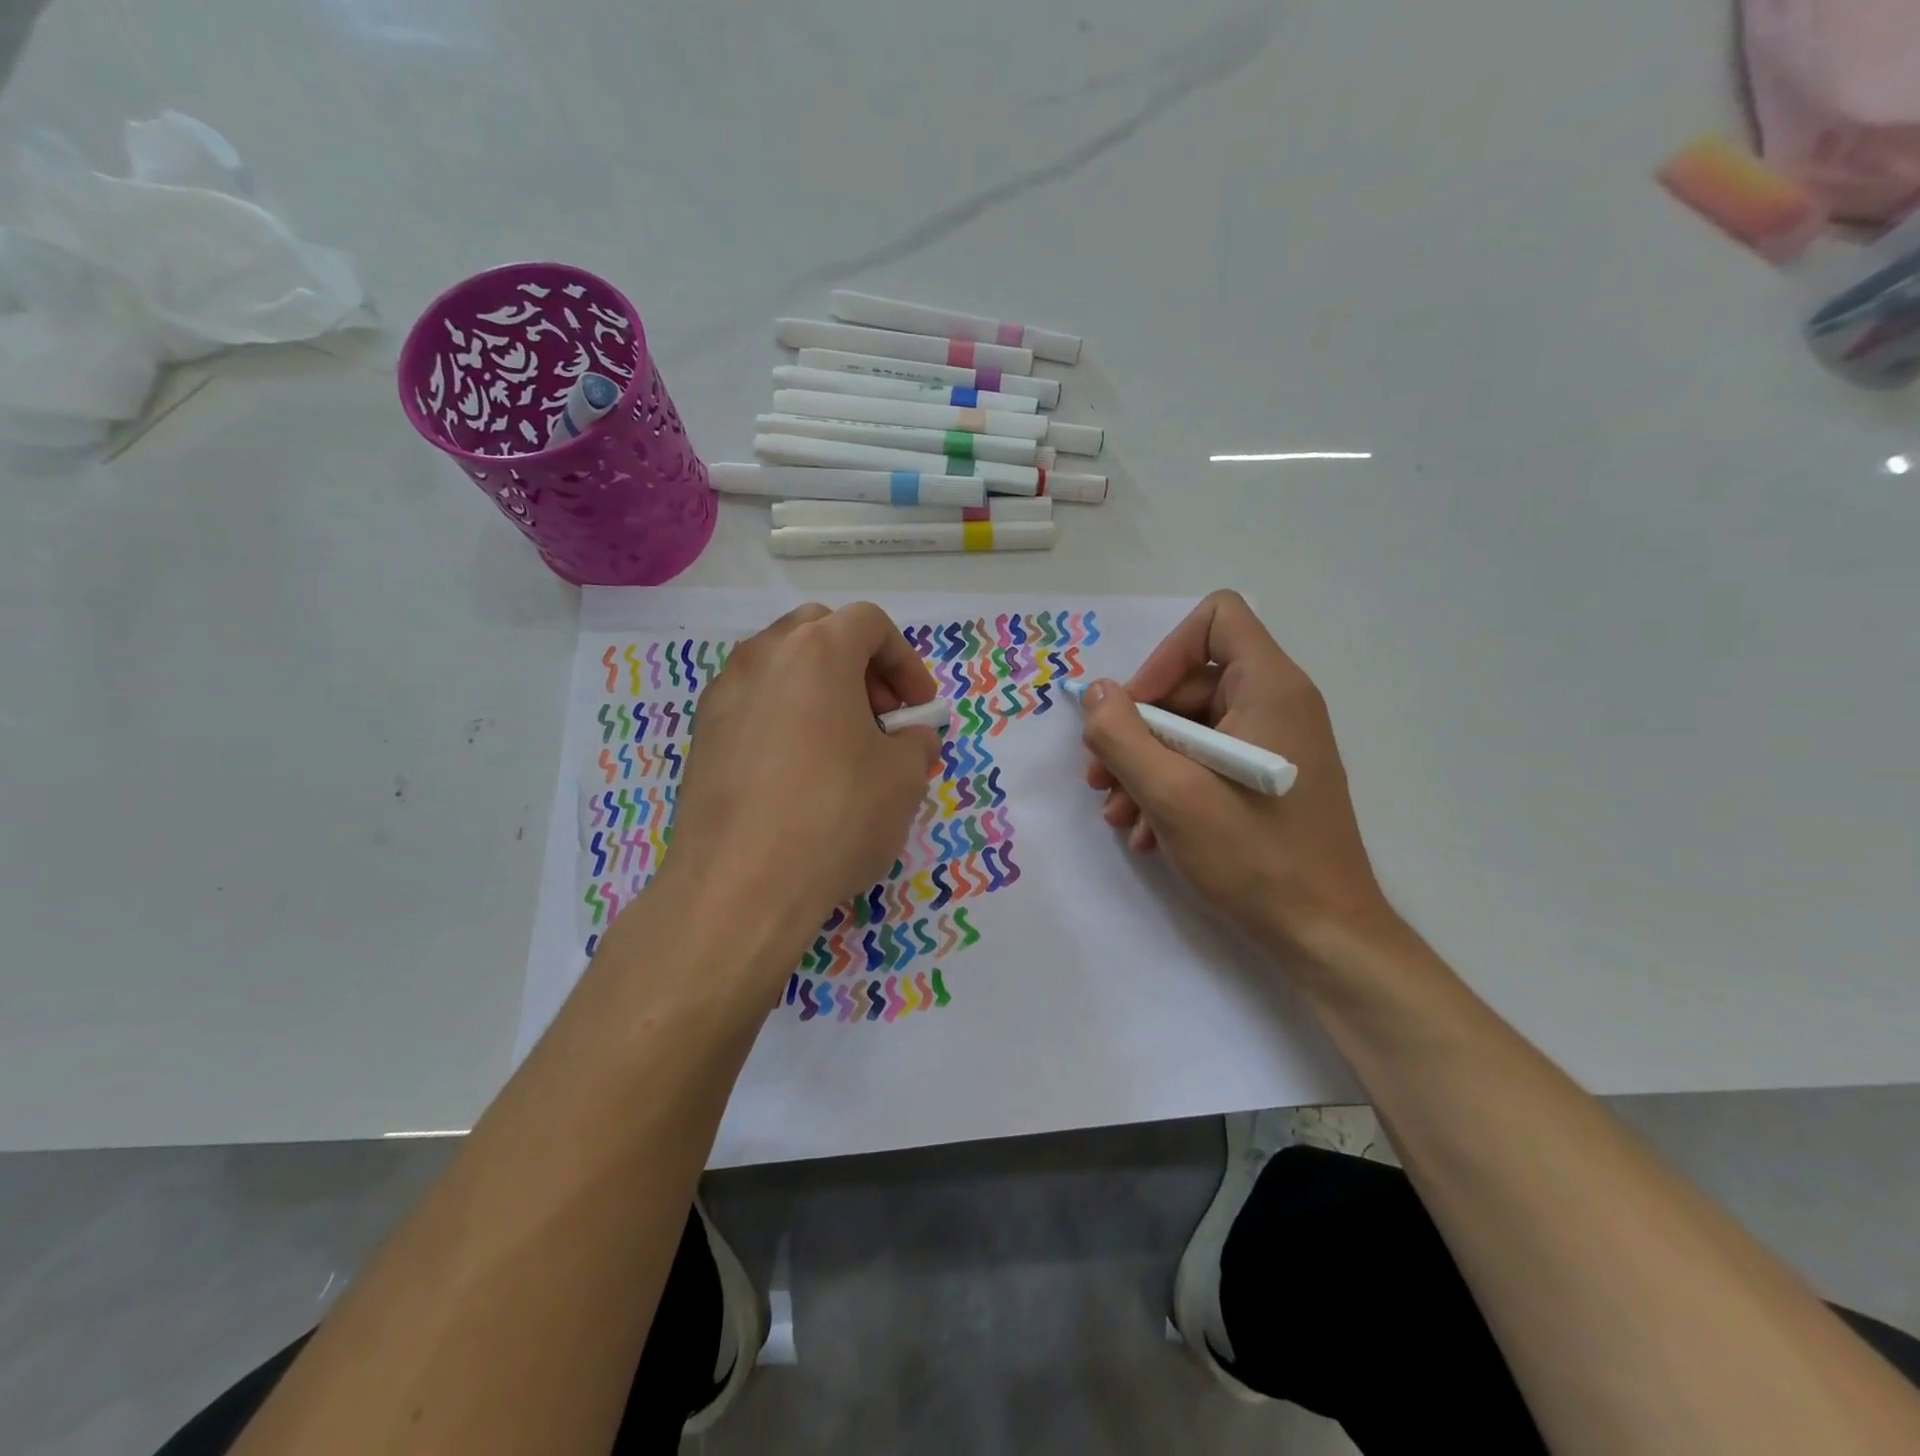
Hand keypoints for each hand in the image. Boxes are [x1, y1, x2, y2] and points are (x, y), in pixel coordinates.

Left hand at [664, 602, 940, 956]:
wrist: (739, 885)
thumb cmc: (835, 814)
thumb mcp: (904, 777)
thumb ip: (917, 742)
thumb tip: (910, 739)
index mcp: (817, 650)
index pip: (869, 623)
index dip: (906, 661)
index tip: (918, 709)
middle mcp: (762, 656)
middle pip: (818, 632)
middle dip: (859, 665)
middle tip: (880, 716)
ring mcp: (723, 694)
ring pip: (781, 667)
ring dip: (820, 690)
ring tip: (841, 746)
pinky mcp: (701, 736)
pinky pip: (753, 705)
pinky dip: (785, 717)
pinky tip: (798, 772)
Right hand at [1079, 590, 1390, 955]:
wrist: (1324, 934)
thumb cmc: (1254, 854)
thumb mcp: (1171, 793)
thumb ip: (1121, 735)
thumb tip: (1095, 695)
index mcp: (1269, 687)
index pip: (1215, 619)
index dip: (1164, 655)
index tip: (1135, 710)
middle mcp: (1276, 704)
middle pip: (1190, 682)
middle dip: (1136, 728)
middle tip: (1100, 776)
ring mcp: (1273, 745)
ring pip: (1190, 728)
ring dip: (1143, 765)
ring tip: (1116, 813)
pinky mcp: (1266, 780)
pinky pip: (1206, 760)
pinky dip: (1169, 787)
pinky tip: (1145, 832)